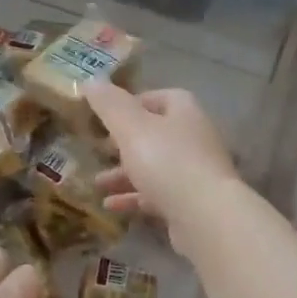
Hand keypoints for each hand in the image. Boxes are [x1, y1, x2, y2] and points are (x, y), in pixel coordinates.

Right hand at [84, 83, 241, 248]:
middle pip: (156, 135)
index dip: (133, 103)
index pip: (161, 98)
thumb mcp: (131, 128)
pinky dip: (134, 198)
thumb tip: (90, 81)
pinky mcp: (191, 204)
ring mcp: (194, 174)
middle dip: (124, 143)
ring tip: (97, 183)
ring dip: (124, 174)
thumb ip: (110, 105)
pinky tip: (110, 205)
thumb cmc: (167, 162)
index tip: (107, 115)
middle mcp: (193, 139)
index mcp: (184, 113)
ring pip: (154, 168)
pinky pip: (158, 196)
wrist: (205, 216)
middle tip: (99, 148)